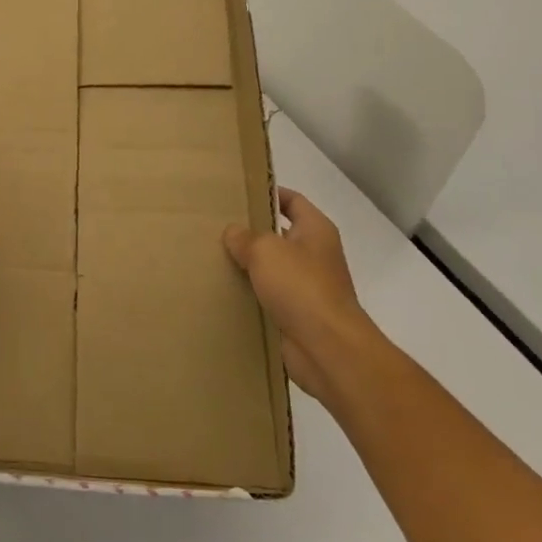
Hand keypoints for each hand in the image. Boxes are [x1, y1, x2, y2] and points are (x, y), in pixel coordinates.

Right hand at [223, 188, 374, 408]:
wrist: (328, 349)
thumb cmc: (301, 287)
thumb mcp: (266, 251)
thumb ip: (245, 237)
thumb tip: (233, 233)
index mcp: (316, 230)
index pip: (293, 201)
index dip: (269, 194)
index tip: (239, 193)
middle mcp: (315, 255)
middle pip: (279, 235)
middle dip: (251, 232)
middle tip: (216, 226)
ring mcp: (307, 287)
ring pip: (272, 268)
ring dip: (248, 266)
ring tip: (213, 257)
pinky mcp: (297, 315)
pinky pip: (269, 297)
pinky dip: (250, 294)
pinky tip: (224, 291)